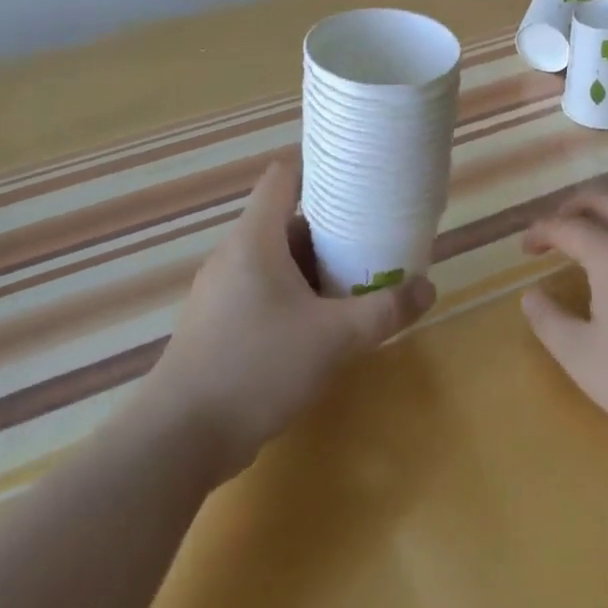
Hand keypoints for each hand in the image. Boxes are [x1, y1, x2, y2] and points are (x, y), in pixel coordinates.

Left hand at [149, 162, 434, 478]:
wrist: (178, 440)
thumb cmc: (256, 367)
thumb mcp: (333, 338)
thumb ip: (383, 312)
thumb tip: (429, 289)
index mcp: (255, 238)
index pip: (284, 176)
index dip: (319, 167)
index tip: (357, 175)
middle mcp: (234, 255)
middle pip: (286, 221)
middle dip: (330, 227)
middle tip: (372, 235)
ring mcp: (221, 292)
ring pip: (275, 261)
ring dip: (314, 266)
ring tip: (355, 278)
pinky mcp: (217, 325)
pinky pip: (262, 291)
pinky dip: (294, 295)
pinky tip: (321, 323)